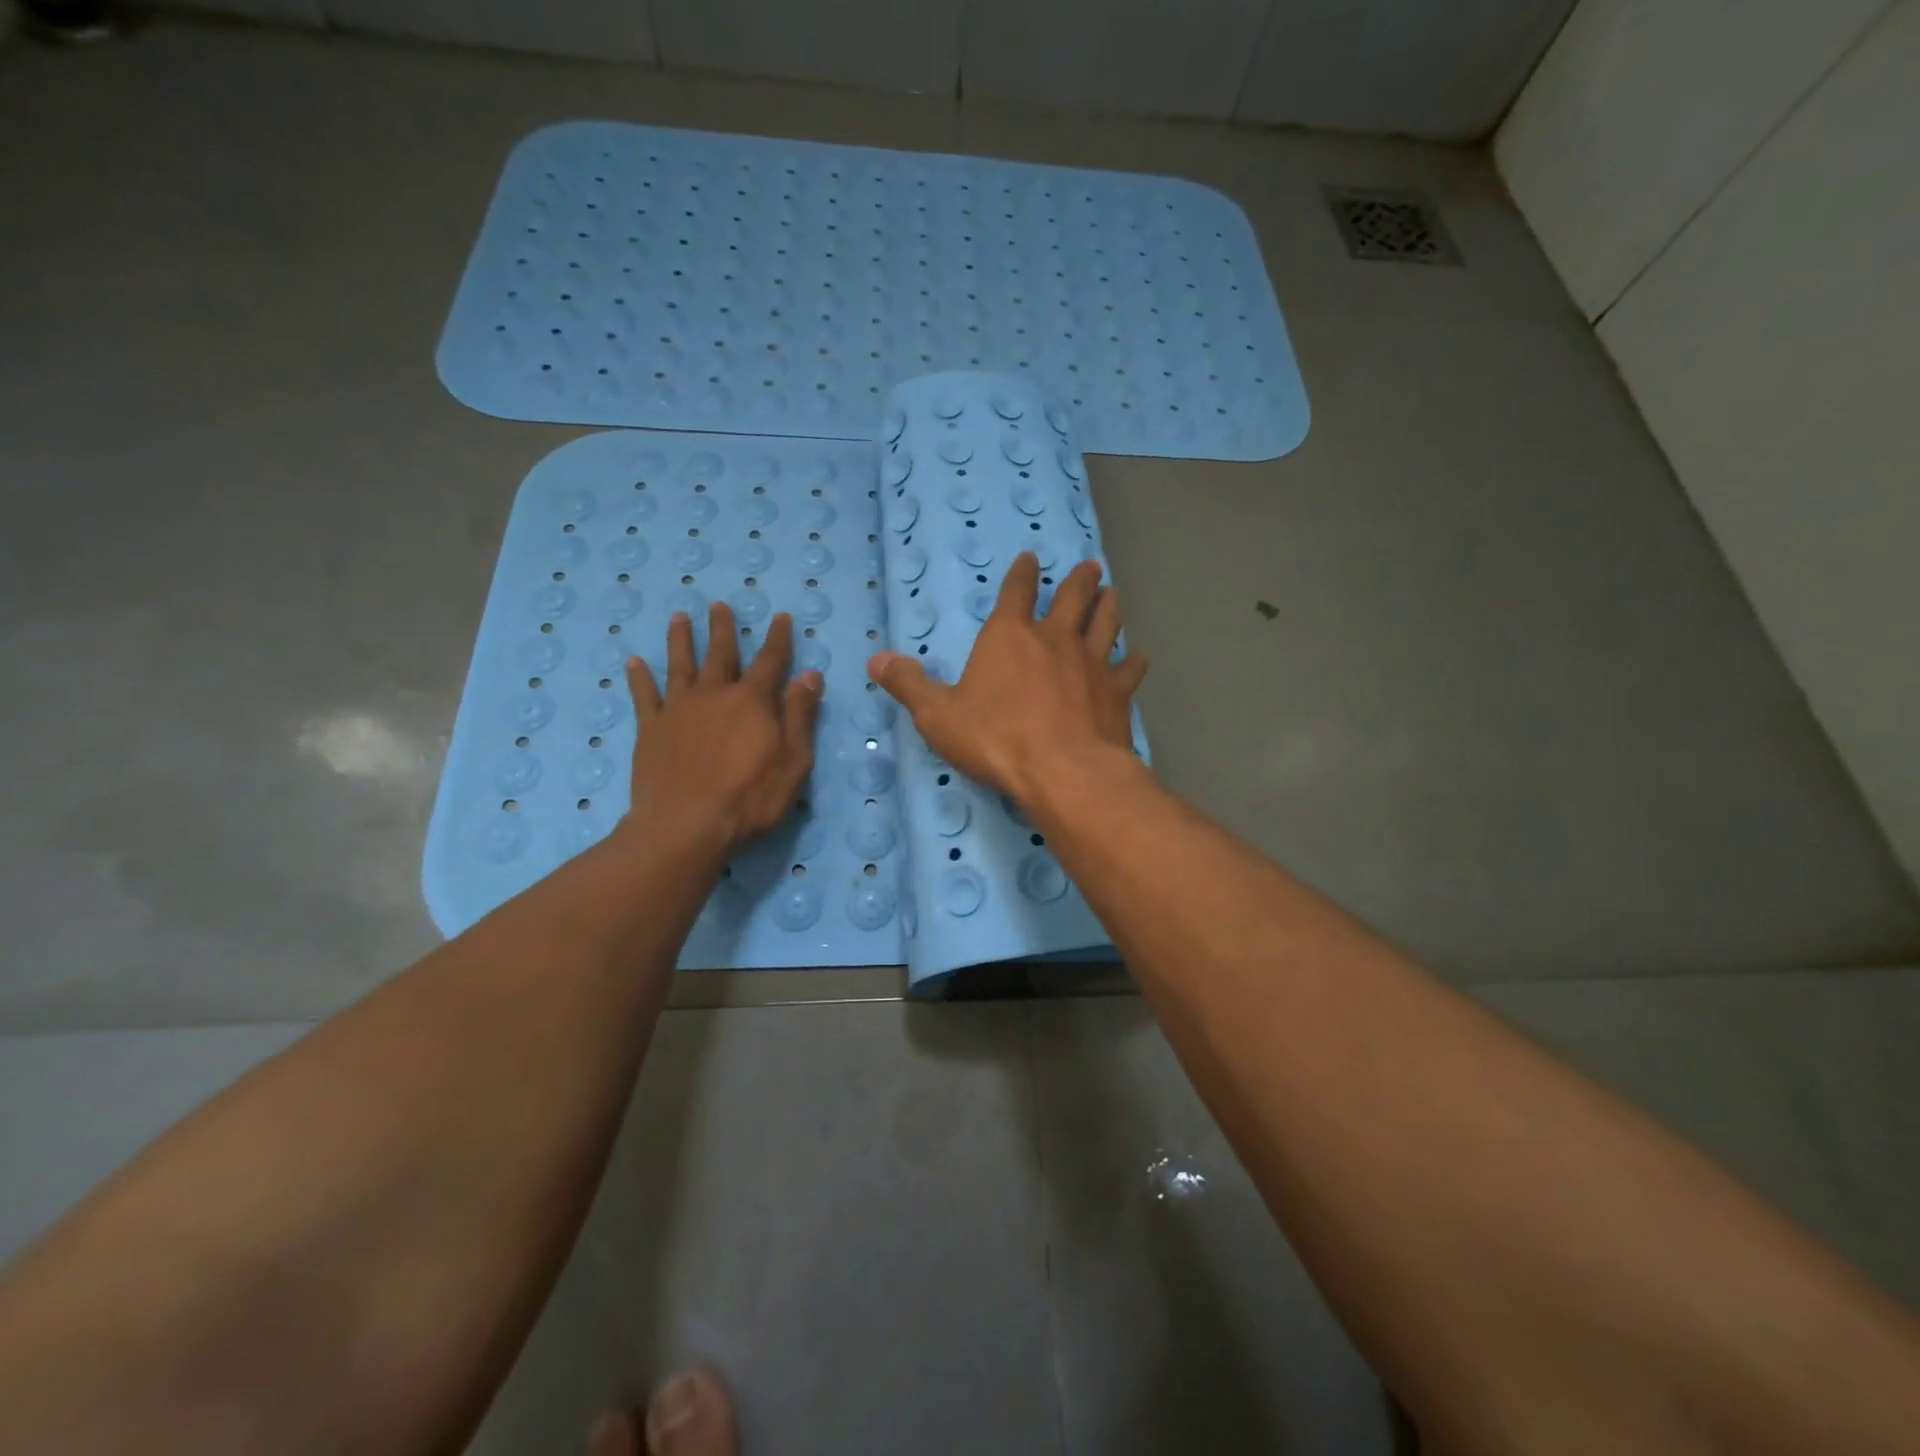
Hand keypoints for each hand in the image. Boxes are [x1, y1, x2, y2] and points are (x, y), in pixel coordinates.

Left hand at [623, 603, 821, 860]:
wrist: (686, 825)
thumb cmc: (750, 798)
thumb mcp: (793, 760)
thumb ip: (800, 716)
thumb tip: (810, 675)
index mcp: (752, 701)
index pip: (771, 661)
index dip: (778, 638)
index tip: (780, 616)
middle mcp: (714, 694)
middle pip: (721, 654)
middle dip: (723, 629)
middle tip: (719, 605)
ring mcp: (678, 709)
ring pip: (680, 665)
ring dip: (680, 640)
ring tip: (679, 618)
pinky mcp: (651, 729)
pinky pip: (644, 696)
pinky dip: (639, 678)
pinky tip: (633, 662)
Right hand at [867, 552, 1146, 807]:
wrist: (1063, 770)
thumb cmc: (995, 739)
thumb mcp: (938, 716)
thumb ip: (909, 685)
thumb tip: (875, 660)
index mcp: (1010, 636)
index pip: (1016, 591)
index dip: (1023, 573)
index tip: (1031, 559)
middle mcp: (1055, 639)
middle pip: (1073, 597)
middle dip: (1080, 580)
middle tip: (1090, 567)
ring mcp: (1092, 662)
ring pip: (1106, 622)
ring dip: (1109, 605)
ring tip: (1113, 593)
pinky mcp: (1118, 692)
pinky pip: (1130, 668)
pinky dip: (1134, 660)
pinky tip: (1138, 657)